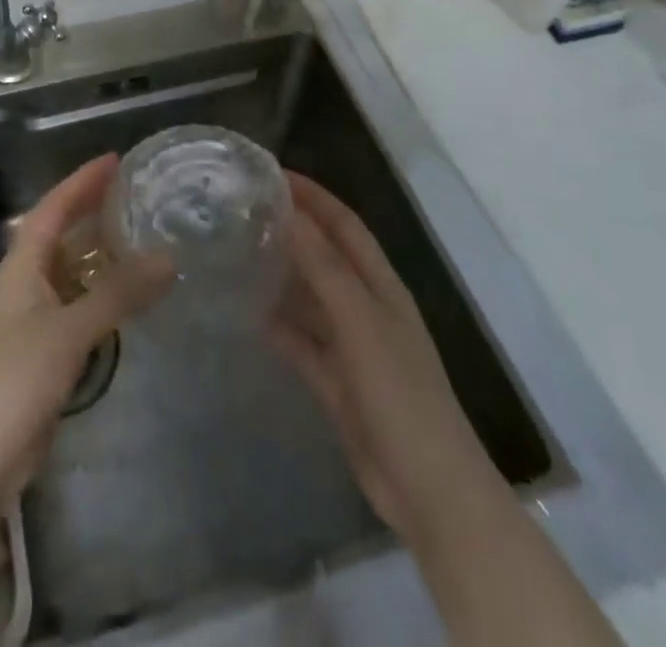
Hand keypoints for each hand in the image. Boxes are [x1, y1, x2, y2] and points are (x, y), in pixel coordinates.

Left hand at [0, 153, 171, 511]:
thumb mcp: (70, 329)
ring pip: (68, 272)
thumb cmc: (16, 377)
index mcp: (21, 266)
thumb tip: (167, 259)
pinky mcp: (41, 352)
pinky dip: (99, 294)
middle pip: (58, 234)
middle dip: (89, 211)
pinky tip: (125, 299)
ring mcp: (31, 319)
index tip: (114, 161)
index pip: (52, 208)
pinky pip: (75, 306)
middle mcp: (23, 283)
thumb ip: (118, 294)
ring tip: (137, 239)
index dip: (81, 182)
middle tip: (131, 196)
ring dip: (97, 254)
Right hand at [269, 172, 480, 543]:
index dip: (314, 197)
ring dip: (282, 276)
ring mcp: (352, 346)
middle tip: (244, 211)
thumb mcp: (361, 324)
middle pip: (326, 257)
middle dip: (292, 231)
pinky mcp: (337, 382)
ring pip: (311, 298)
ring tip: (237, 254)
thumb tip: (290, 214)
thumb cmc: (400, 395)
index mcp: (382, 286)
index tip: (272, 174)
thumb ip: (325, 269)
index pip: (345, 225)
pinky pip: (302, 343)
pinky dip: (279, 327)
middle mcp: (367, 308)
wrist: (428, 491)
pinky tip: (248, 315)